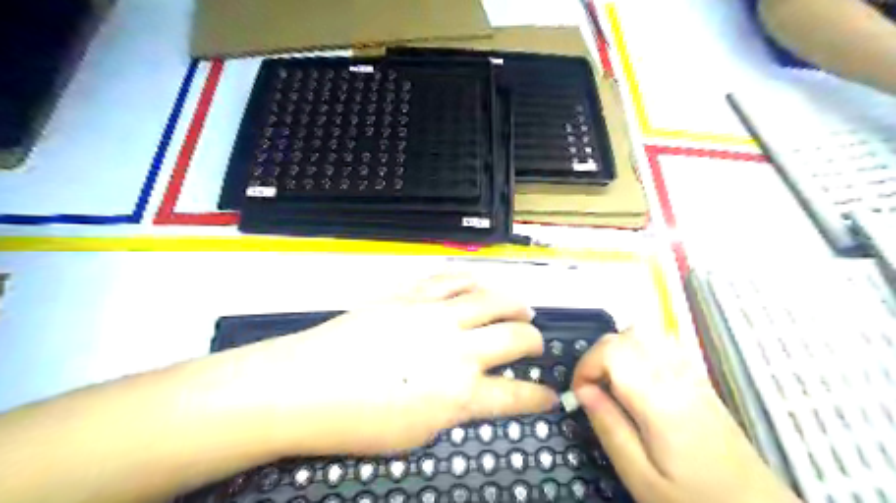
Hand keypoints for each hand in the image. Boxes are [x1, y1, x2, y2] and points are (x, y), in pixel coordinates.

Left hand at [241, 276, 556, 455]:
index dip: (537, 396)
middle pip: (511, 337)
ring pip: (488, 299)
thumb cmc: (357, 424)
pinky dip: (470, 280)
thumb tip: (469, 393)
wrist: (305, 386)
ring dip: (512, 303)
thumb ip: (451, 410)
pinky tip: (477, 282)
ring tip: (521, 307)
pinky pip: (449, 280)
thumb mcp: (415, 434)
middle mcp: (456, 348)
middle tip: (536, 342)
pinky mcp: (410, 296)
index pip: (514, 395)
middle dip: (533, 340)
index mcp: (459, 393)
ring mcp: (433, 315)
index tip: (550, 395)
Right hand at [570, 330, 801, 502]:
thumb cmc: (694, 498)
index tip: (580, 395)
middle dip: (598, 356)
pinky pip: (661, 343)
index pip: (611, 351)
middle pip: (626, 335)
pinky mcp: (698, 377)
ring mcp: (691, 372)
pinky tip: (638, 379)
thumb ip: (610, 428)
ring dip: (618, 350)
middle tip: (594, 391)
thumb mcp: (641, 477)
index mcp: (659, 398)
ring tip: (613, 383)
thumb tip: (582, 391)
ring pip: (644, 333)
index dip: (585, 366)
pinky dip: (639, 350)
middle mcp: (675, 375)